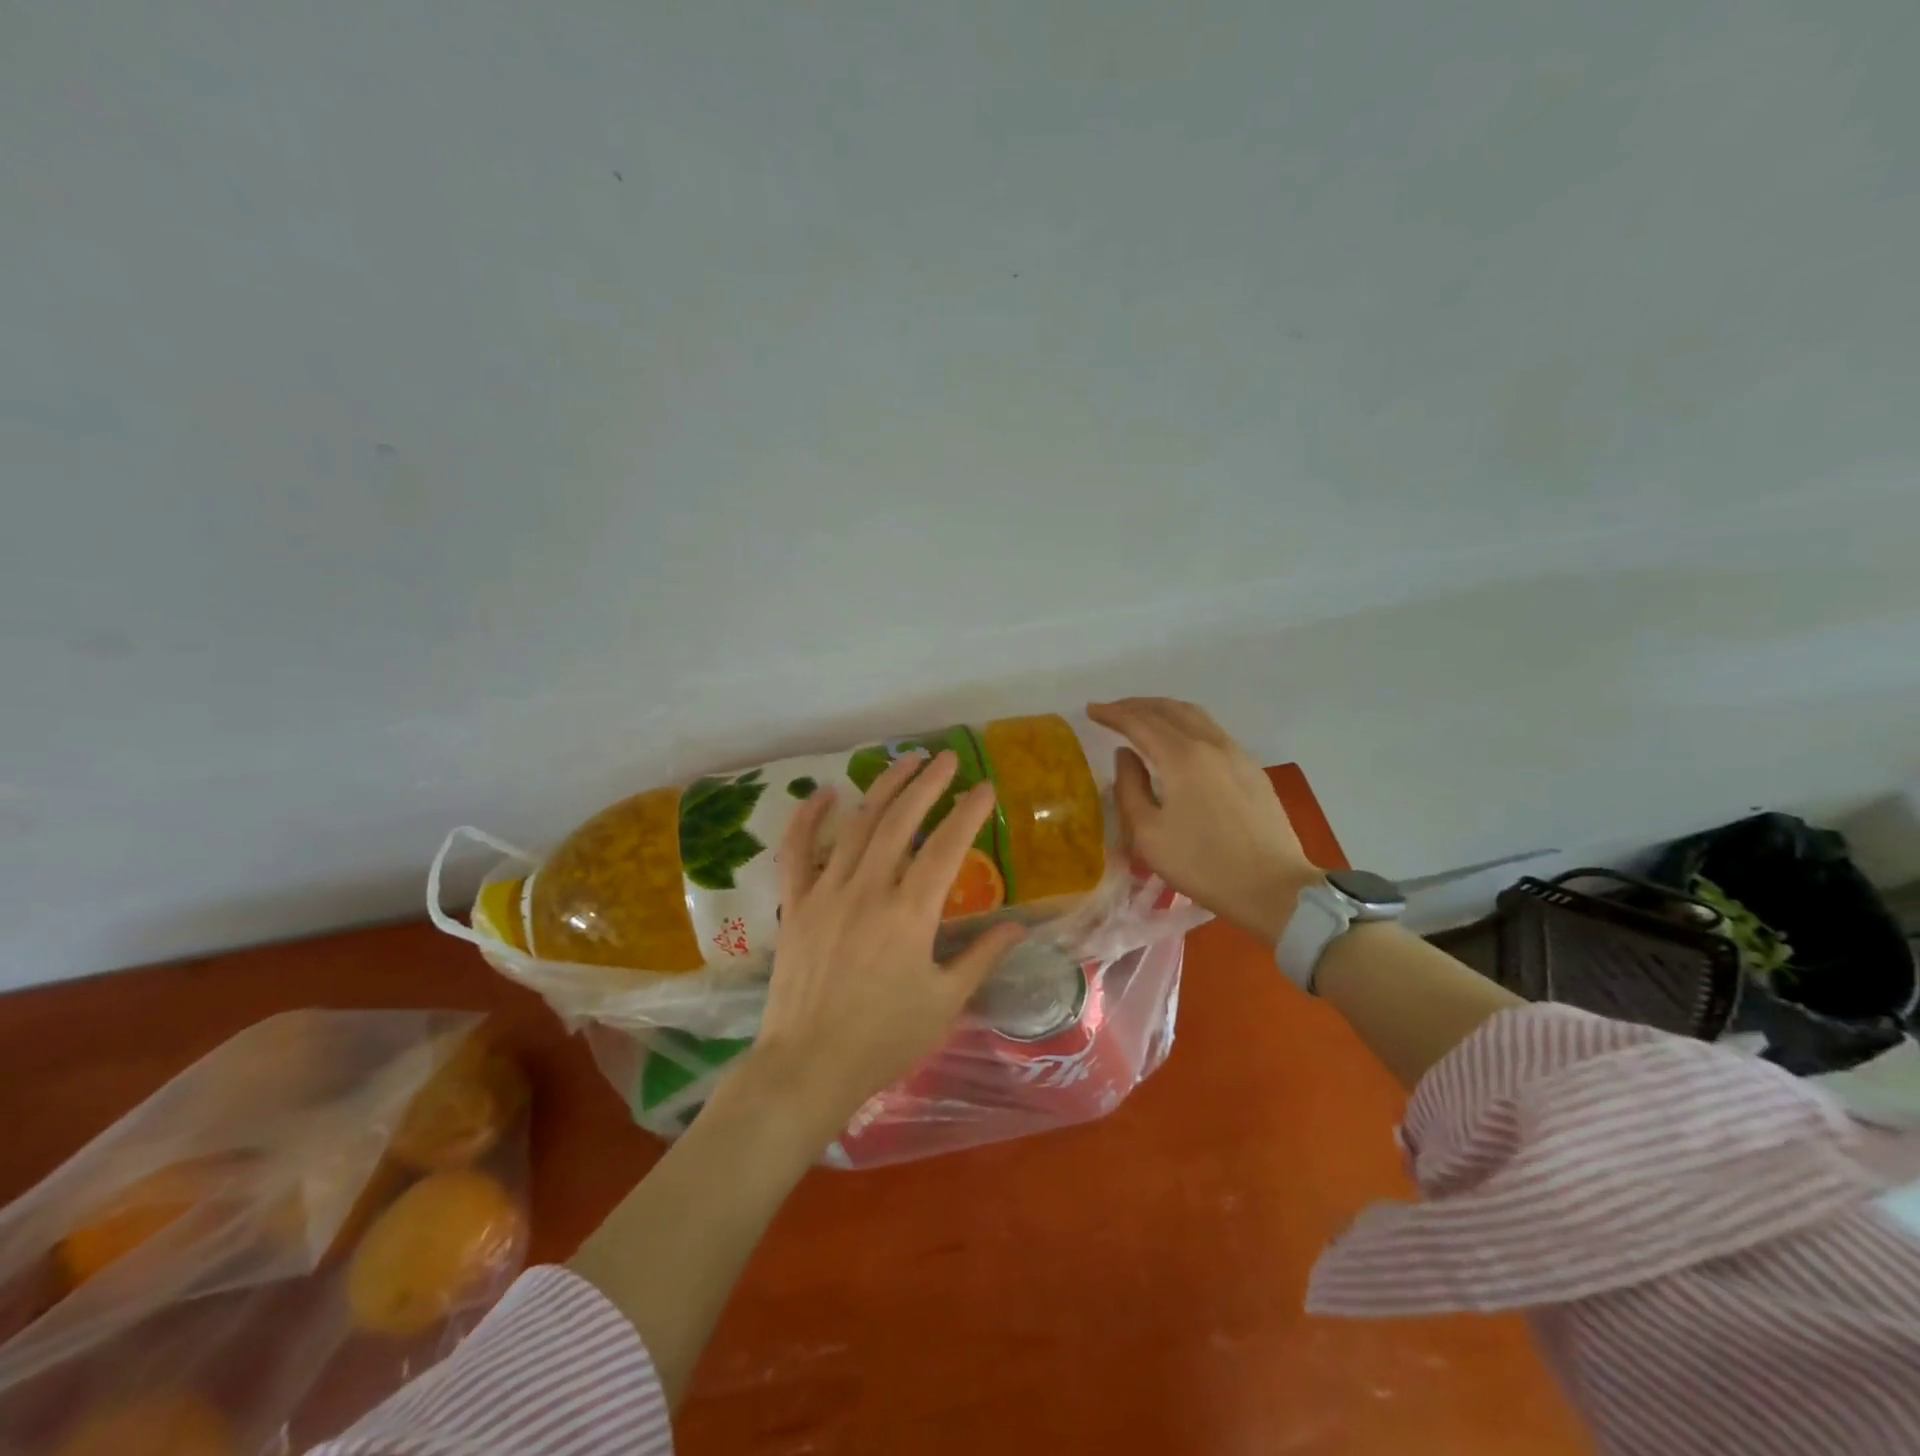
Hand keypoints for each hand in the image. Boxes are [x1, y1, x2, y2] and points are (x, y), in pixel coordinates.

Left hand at [738, 750, 1026, 1145]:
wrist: (808, 1067)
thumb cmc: (884, 1040)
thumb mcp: (944, 1002)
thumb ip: (981, 958)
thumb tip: (1018, 928)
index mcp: (910, 913)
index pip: (947, 847)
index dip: (969, 812)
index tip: (986, 788)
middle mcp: (868, 890)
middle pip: (901, 821)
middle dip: (927, 784)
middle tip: (947, 758)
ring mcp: (826, 892)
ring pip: (857, 825)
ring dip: (882, 788)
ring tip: (904, 761)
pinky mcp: (795, 904)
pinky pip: (797, 851)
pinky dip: (808, 818)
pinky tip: (826, 793)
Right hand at [1087, 698, 1317, 944]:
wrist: (1274, 888)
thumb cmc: (1203, 865)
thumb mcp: (1148, 834)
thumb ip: (1130, 788)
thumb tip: (1125, 755)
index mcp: (1182, 756)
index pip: (1140, 722)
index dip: (1113, 714)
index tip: (1091, 710)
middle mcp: (1211, 743)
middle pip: (1169, 709)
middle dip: (1137, 705)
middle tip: (1112, 711)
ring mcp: (1237, 753)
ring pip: (1195, 716)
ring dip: (1163, 711)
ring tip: (1143, 719)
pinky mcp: (1252, 769)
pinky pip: (1212, 731)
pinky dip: (1185, 724)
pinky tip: (1179, 742)